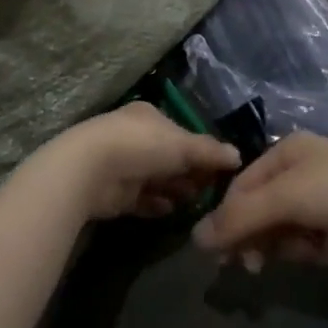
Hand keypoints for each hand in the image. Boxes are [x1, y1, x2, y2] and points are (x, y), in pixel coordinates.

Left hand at [41, 102, 243, 221]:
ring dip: (175, 190)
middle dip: (190, 173)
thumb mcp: (183, 145)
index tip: (221, 169)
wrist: (89, 170)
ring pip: (157, 179)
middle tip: (212, 191)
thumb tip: (237, 156)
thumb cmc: (141, 146)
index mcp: (149, 117)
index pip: (181, 132)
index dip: (201, 150)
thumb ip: (210, 152)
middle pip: (169, 157)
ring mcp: (123, 165)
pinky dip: (156, 204)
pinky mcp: (114, 192)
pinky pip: (142, 199)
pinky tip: (170, 210)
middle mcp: (135, 137)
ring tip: (195, 203)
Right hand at [192, 132, 327, 266]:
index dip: (228, 219)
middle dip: (258, 237)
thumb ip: (240, 218)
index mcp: (286, 152)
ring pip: (287, 227)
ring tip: (308, 252)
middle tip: (254, 267)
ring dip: (289, 244)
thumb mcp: (286, 199)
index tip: (221, 255)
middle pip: (262, 208)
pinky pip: (313, 238)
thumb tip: (195, 238)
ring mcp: (326, 195)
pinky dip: (315, 249)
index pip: (241, 186)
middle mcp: (303, 169)